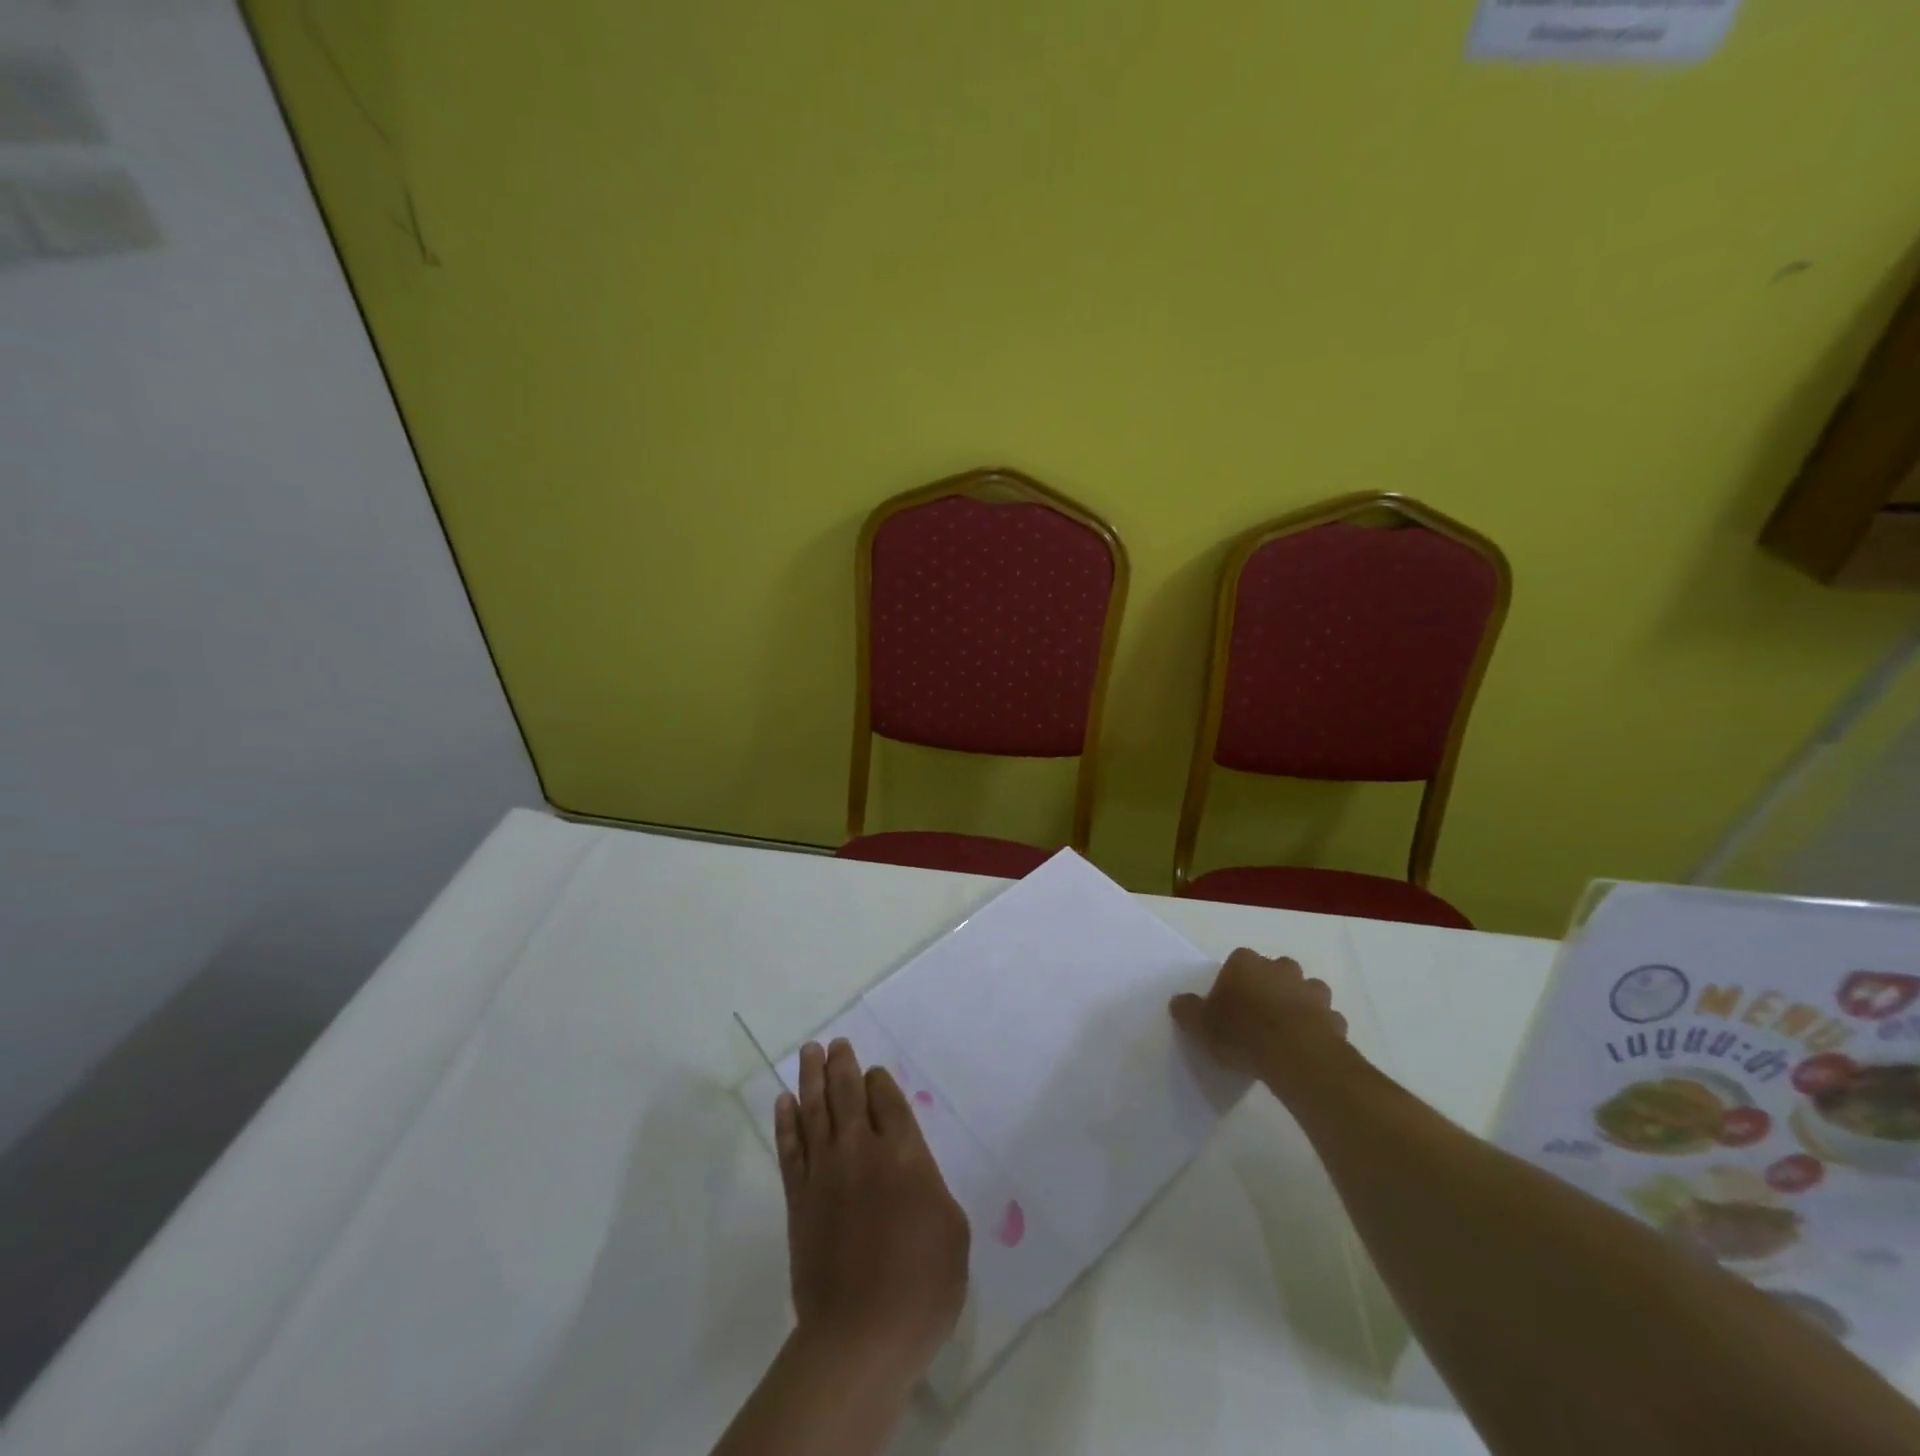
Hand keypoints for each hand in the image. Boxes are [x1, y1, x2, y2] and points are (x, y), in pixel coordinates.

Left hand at [776, 1039, 969, 1381]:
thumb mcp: (952, 1231)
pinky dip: (786, 1122)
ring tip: (810, 1052)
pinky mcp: (799, 1199)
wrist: (860, 1336)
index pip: (888, 1100)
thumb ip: (931, 1187)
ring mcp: (825, 1172)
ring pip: (816, 1110)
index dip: (880, 1081)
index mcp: (905, 1154)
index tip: (874, 1072)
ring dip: (812, 1078)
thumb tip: (912, 1171)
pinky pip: (790, 1148)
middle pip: (848, 1094)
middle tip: (835, 1043)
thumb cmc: (922, 1286)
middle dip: (843, 1065)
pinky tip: (784, 1102)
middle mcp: (862, 1151)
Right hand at [1169, 948, 1347, 1087]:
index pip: (1238, 961)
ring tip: (1286, 1030)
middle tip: (1258, 1014)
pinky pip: (1326, 1019)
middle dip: (1270, 985)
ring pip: (1307, 990)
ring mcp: (1312, 992)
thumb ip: (1187, 1010)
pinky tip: (1308, 1047)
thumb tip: (1179, 1002)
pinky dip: (1320, 1028)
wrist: (1295, 1055)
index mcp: (1245, 963)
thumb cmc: (1241, 1032)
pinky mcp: (1335, 1019)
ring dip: (1299, 1003)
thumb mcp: (1200, 1025)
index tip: (1229, 1003)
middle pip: (1275, 970)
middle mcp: (1281, 969)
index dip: (1234, 981)